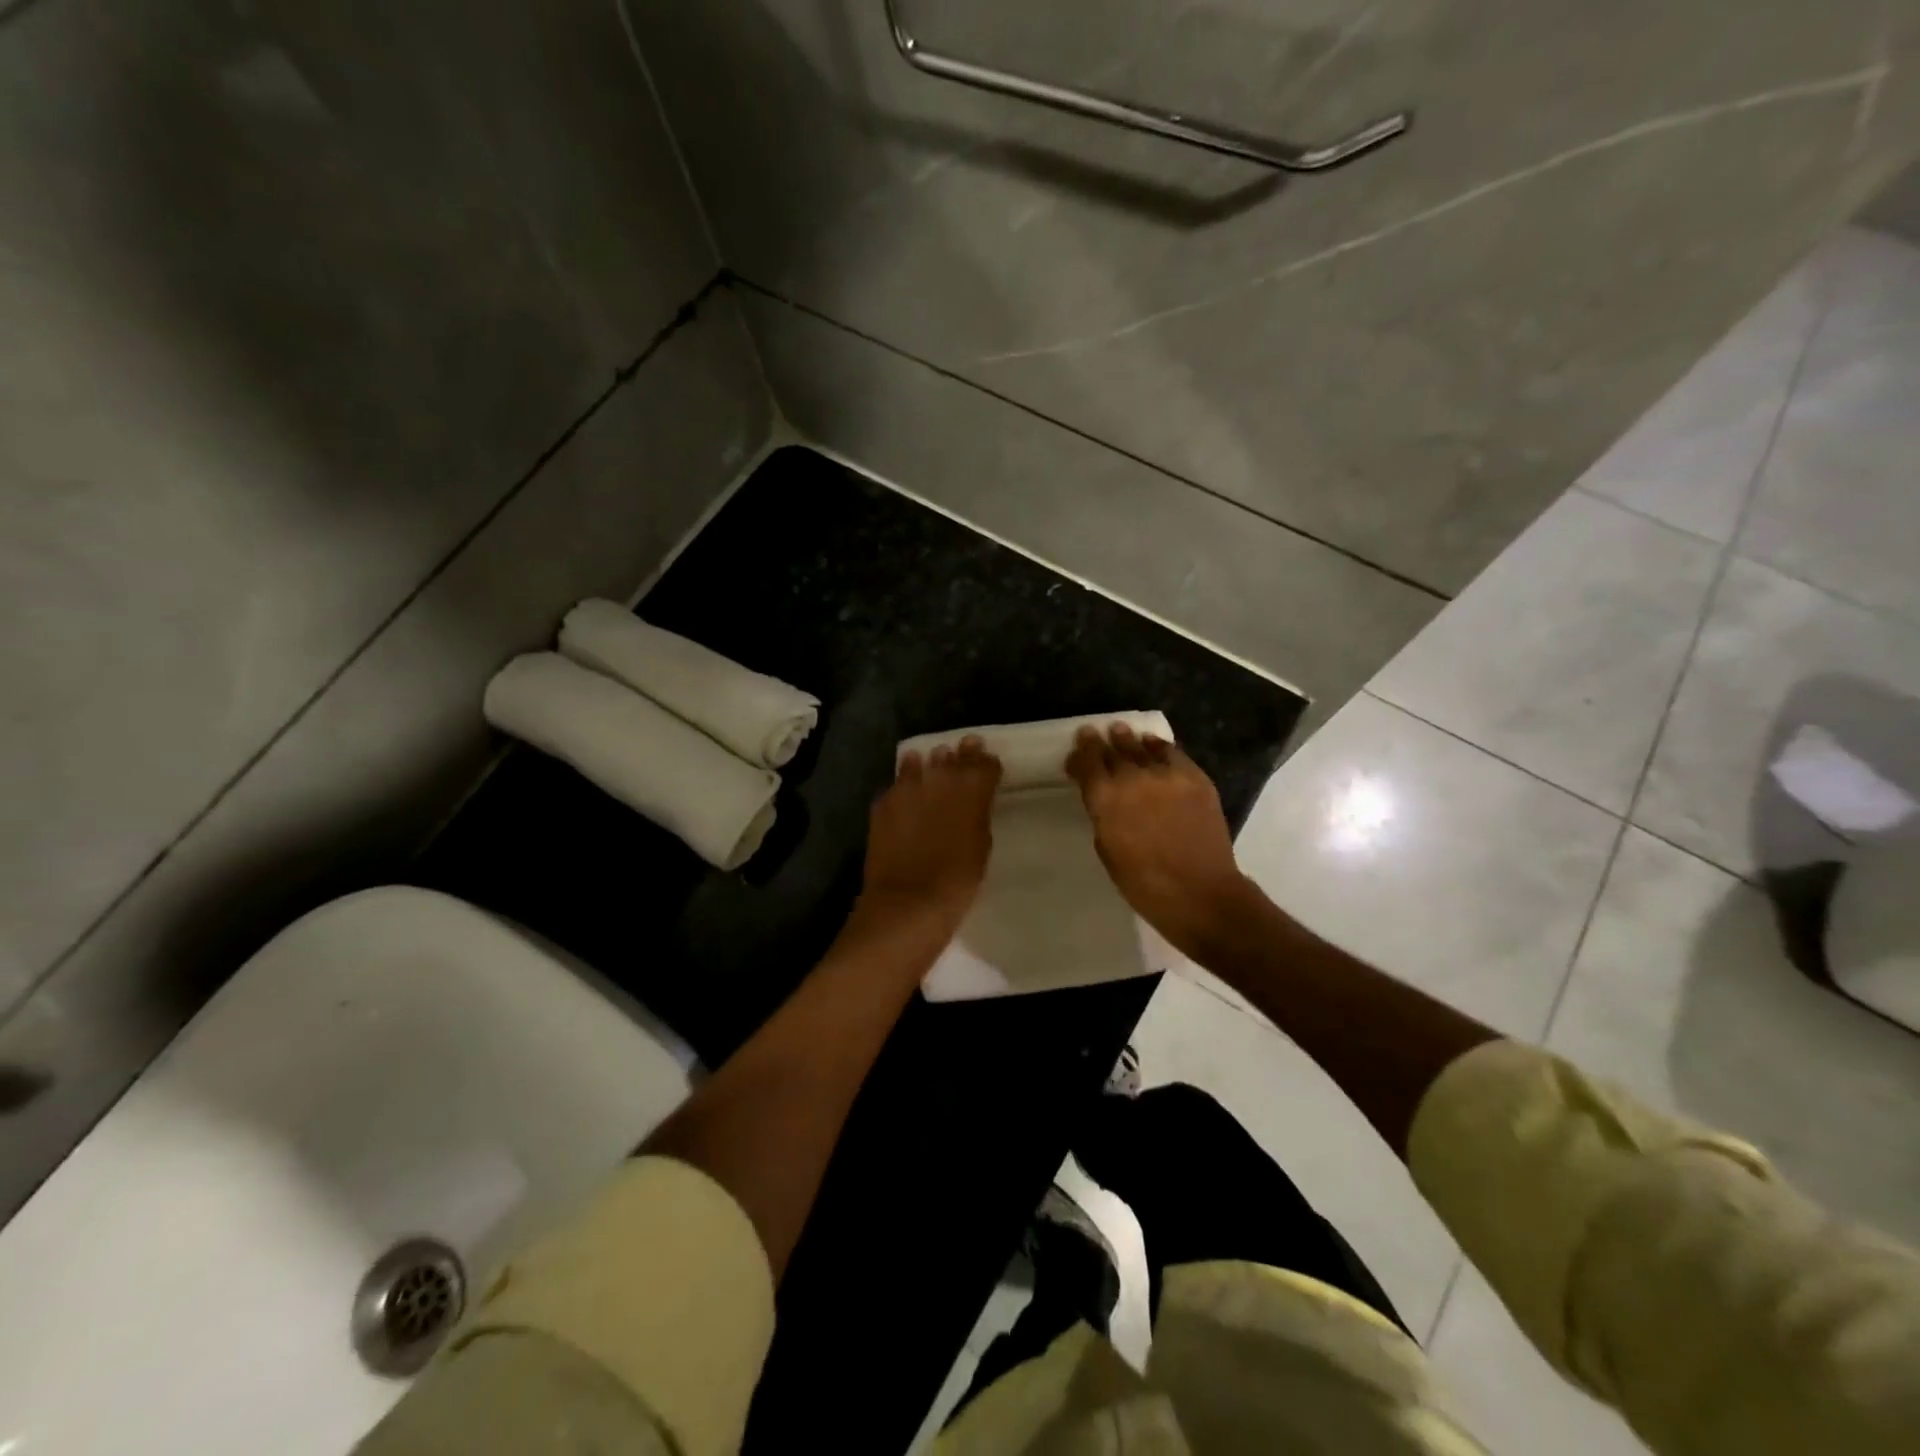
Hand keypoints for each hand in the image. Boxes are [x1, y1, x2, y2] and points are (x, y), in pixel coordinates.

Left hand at [858, 736, 1001, 932]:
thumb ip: (977, 813)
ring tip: (930, 771)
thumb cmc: (957, 880)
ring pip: (919, 762)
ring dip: (927, 766)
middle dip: (959, 756)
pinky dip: (903, 786)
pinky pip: (896, 784)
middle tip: (961, 757)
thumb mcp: (981, 844)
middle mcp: (940, 778)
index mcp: (973, 789)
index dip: (986, 763)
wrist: (908, 901)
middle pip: (953, 755)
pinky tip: (905, 794)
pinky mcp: (883, 801)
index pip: (984, 763)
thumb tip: (973, 799)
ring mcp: (907, 787)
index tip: (986, 766)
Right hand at [1067, 723, 1258, 959]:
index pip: (1087, 763)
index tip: (1076, 751)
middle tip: (1094, 733)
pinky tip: (1154, 746)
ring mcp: (1166, 774)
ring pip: (1141, 746)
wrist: (1199, 892)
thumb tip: (1104, 798)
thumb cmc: (1143, 882)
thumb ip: (1102, 815)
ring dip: (1128, 739)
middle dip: (1100, 742)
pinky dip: (1159, 747)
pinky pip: (1172, 753)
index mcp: (1105, 797)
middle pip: (1112, 749)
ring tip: (1121, 732)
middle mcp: (1133, 777)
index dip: (1080, 754)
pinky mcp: (1195, 777)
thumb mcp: (1107, 849)